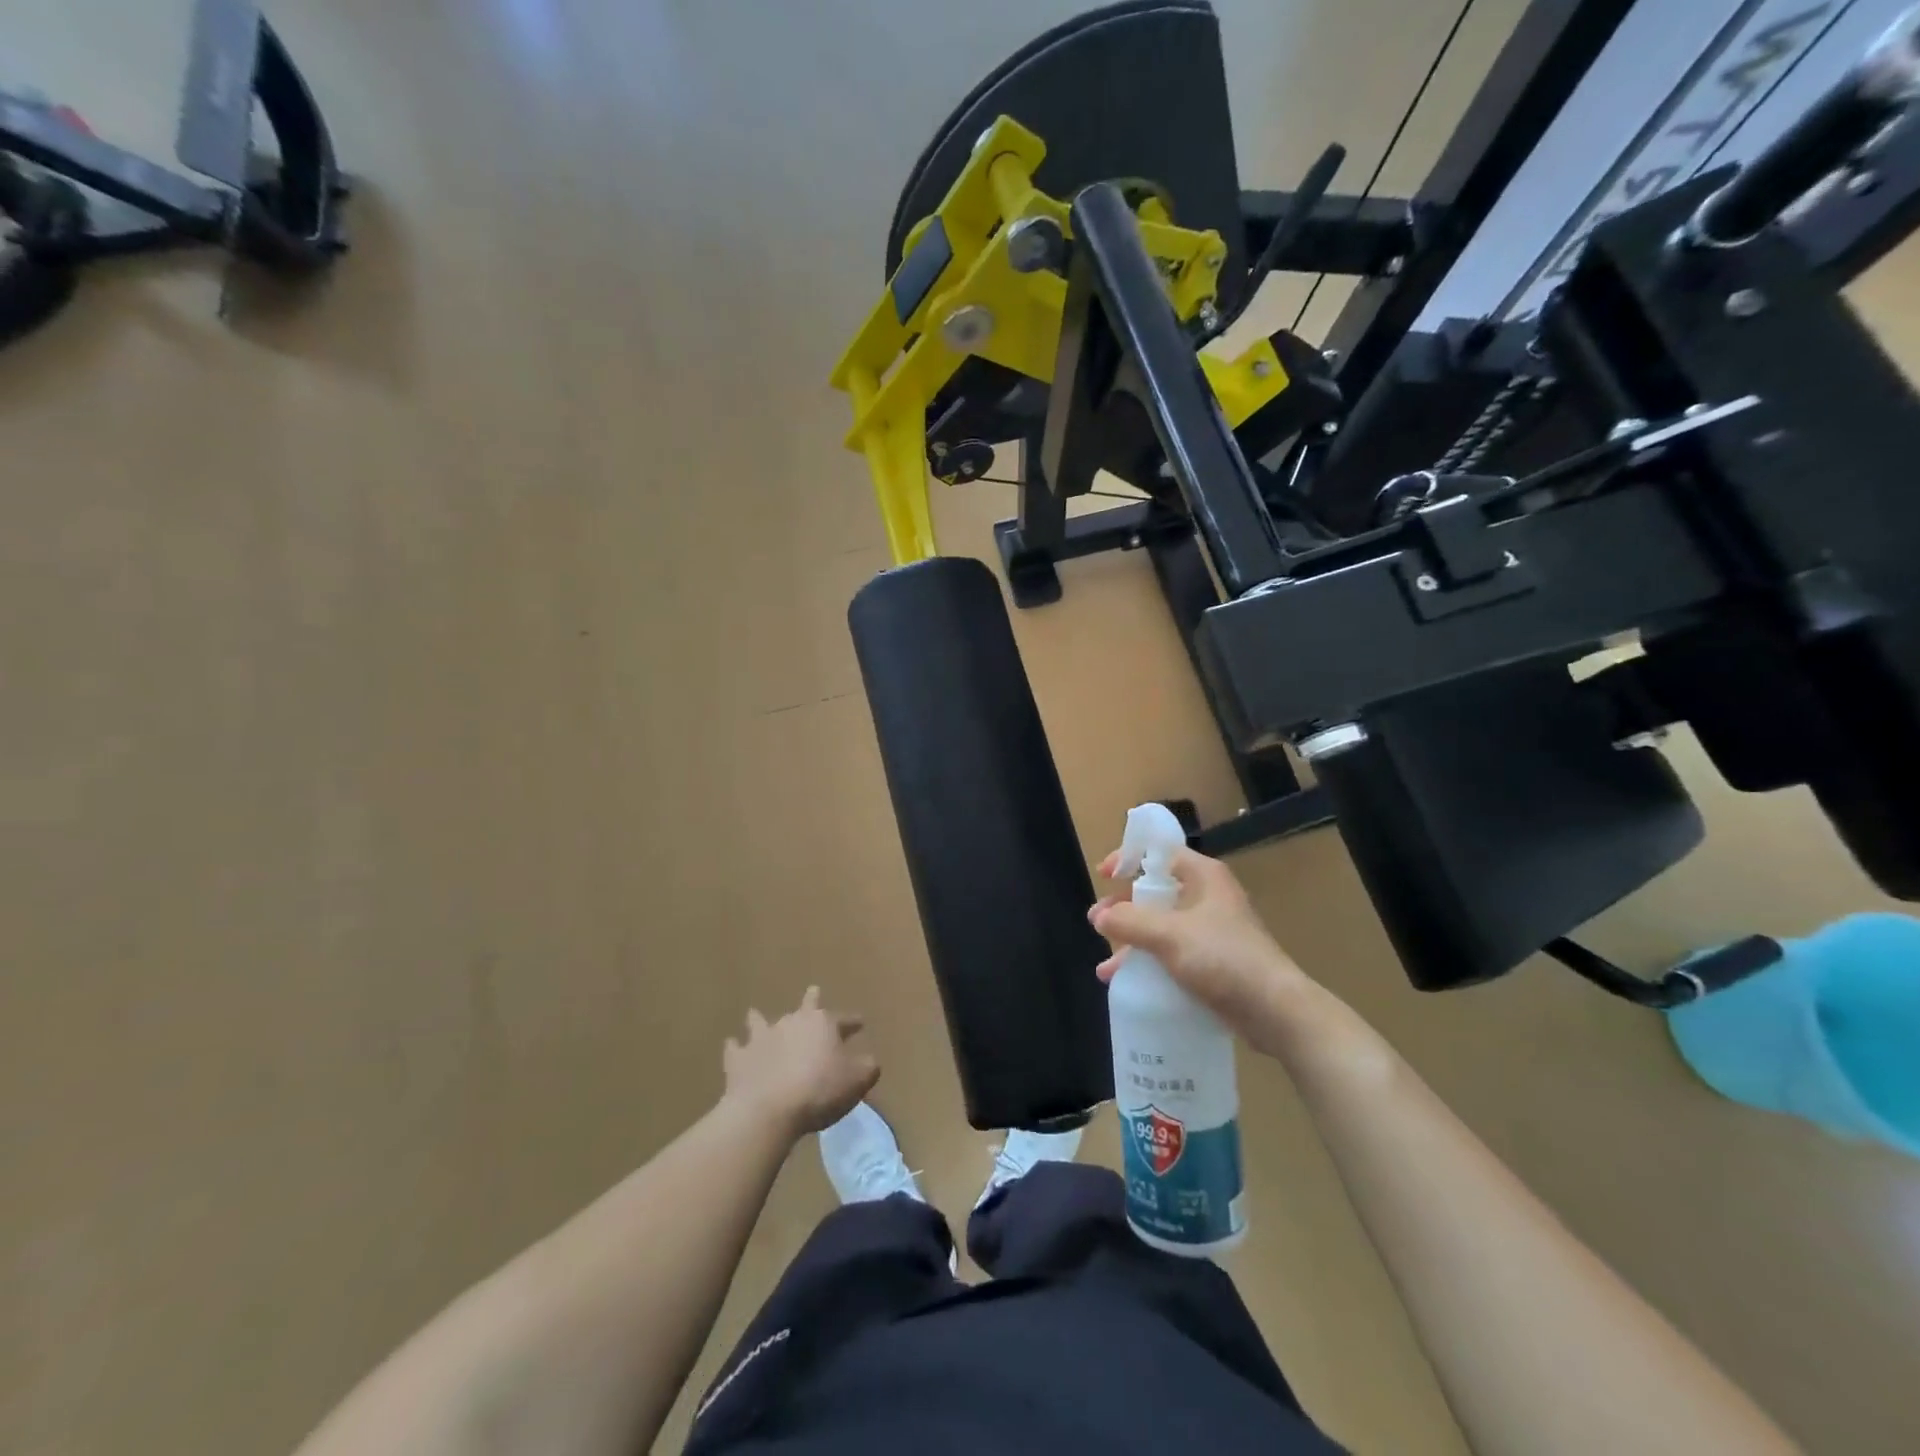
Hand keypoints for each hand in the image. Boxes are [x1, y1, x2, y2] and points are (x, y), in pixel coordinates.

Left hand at [721, 987, 879, 1137]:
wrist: (768, 1110)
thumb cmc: (819, 1090)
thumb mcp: (857, 1080)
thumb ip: (867, 1067)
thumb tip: (869, 1060)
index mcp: (822, 1023)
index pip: (843, 1019)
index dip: (852, 1022)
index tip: (860, 1024)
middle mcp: (792, 1022)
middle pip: (804, 1007)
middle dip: (811, 1000)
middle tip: (812, 990)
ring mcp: (762, 1038)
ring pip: (761, 1021)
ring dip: (761, 1019)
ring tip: (755, 1014)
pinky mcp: (739, 1059)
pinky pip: (735, 1048)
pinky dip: (735, 1047)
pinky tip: (732, 1045)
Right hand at [1089, 847, 1310, 1049]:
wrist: (1275, 1011)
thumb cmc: (1223, 959)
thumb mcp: (1169, 935)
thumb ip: (1130, 921)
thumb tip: (1100, 916)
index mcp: (1203, 876)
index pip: (1160, 852)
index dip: (1129, 858)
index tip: (1104, 875)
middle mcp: (1207, 896)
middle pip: (1156, 890)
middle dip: (1123, 908)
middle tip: (1098, 923)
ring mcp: (1212, 930)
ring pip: (1161, 925)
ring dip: (1132, 941)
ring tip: (1105, 965)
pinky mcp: (1214, 961)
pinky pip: (1172, 952)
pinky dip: (1149, 961)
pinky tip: (1127, 982)